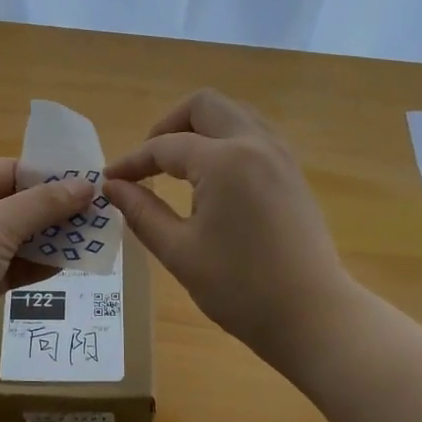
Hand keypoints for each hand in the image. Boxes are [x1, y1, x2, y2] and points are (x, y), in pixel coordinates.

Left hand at [0, 160, 95, 381]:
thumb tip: (87, 184)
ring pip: (17, 238)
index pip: (9, 171)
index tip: (91, 184)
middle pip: (16, 204)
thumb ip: (42, 204)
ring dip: (52, 239)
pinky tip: (71, 264)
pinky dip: (38, 265)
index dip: (49, 176)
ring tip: (94, 240)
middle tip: (100, 215)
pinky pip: (13, 267)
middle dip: (55, 210)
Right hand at [106, 90, 353, 365]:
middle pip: (204, 105)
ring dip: (200, 128)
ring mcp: (280, 155)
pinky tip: (212, 178)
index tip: (109, 179)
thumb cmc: (240, 289)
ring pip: (234, 114)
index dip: (132, 161)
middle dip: (168, 125)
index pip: (165, 146)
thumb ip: (143, 212)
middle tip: (149, 162)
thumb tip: (113, 187)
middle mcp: (255, 144)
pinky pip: (254, 134)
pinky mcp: (293, 172)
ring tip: (178, 166)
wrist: (312, 315)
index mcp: (224, 161)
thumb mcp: (180, 252)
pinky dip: (226, 141)